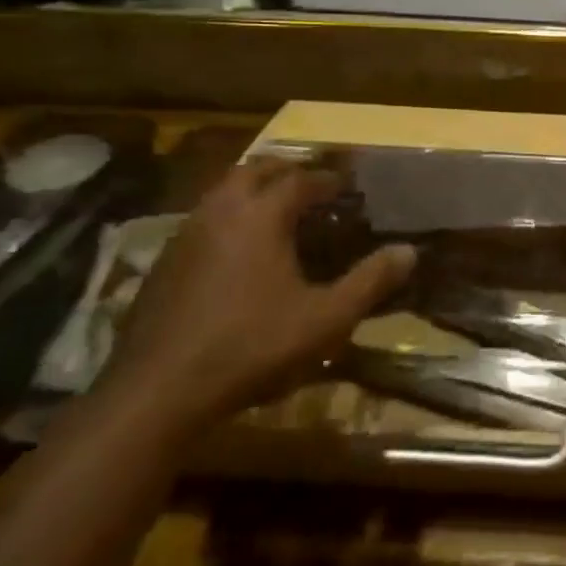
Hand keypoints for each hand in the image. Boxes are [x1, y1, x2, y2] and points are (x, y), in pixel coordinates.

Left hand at [97, 159, 416, 437]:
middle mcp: (218, 214)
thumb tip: (410, 251)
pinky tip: (238, 254)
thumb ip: (370, 281)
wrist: (155, 394)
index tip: (348, 186)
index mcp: (259, 216)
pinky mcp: (162, 266)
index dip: (327, 179)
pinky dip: (227, 221)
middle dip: (285, 172)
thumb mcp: (326, 319)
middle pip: (252, 171)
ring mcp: (183, 238)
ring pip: (221, 194)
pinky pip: (202, 223)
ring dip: (251, 192)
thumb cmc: (251, 347)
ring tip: (277, 213)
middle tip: (311, 185)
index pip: (299, 180)